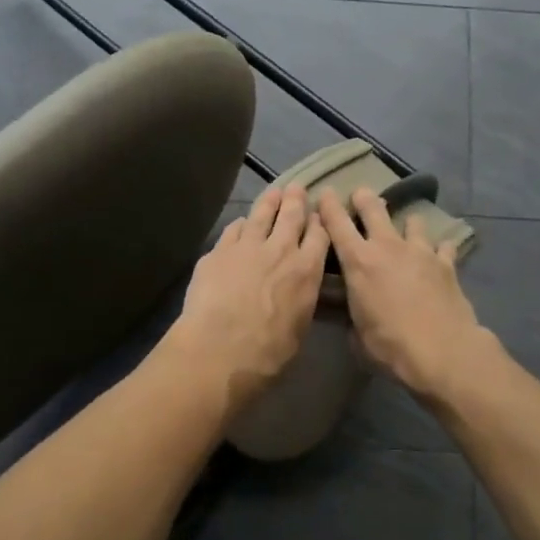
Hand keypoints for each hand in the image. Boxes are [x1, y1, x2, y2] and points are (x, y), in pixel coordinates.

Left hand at [166, 183, 329, 410]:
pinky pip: (234, 229)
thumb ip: (300, 300)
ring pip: (261, 215)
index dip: (320, 222)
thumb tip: (296, 293)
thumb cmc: (268, 351)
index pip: (319, 236)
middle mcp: (280, 250)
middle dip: (296, 200)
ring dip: (269, 202)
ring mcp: (247, 246)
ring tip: (274, 192)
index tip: (319, 215)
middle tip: (297, 188)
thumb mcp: (299, 327)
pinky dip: (241, 224)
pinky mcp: (219, 251)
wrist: (221, 348)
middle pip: (291, 216)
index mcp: (307, 271)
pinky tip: (241, 223)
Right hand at [320, 187, 492, 400]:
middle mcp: (388, 247)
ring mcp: (420, 252)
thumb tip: (353, 318)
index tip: (325, 194)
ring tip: (407, 226)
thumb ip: (353, 318)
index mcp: (358, 262)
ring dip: (407, 223)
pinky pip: (443, 247)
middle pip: (374, 209)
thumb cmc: (390, 345)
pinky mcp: (446, 264)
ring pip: (412, 222)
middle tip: (362, 195)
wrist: (442, 351)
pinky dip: (440, 248)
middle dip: (365, 199)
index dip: (329, 206)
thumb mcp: (357, 335)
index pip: (337, 224)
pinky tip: (440, 254)